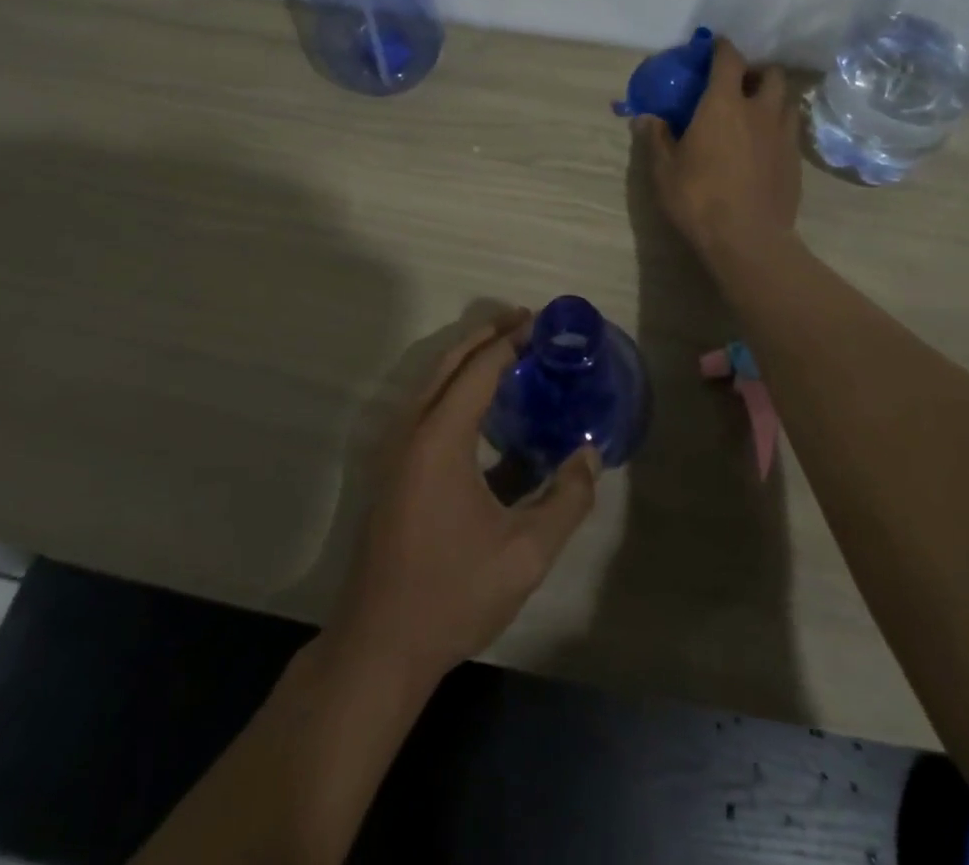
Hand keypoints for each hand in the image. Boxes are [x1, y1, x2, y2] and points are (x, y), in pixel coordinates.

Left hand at [331, 309, 600, 684]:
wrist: (378, 647)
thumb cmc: (453, 594)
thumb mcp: (527, 553)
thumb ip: (567, 499)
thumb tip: (590, 456)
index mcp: (440, 438)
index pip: (480, 368)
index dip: (513, 339)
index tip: (544, 322)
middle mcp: (411, 430)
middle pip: (450, 362)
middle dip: (487, 335)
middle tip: (527, 322)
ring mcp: (394, 450)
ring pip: (432, 382)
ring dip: (468, 359)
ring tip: (508, 352)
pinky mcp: (391, 470)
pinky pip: (425, 407)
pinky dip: (454, 388)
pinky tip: (483, 409)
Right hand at [636, 36, 801, 272]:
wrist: (748, 239)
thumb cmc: (698, 198)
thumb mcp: (664, 170)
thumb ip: (656, 138)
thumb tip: (646, 118)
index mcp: (724, 104)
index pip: (730, 59)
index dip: (722, 48)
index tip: (715, 46)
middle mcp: (760, 111)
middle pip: (771, 74)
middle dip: (756, 72)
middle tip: (739, 85)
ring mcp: (783, 135)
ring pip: (787, 101)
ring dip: (773, 99)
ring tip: (755, 113)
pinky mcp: (795, 161)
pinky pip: (791, 131)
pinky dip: (779, 128)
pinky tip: (764, 147)